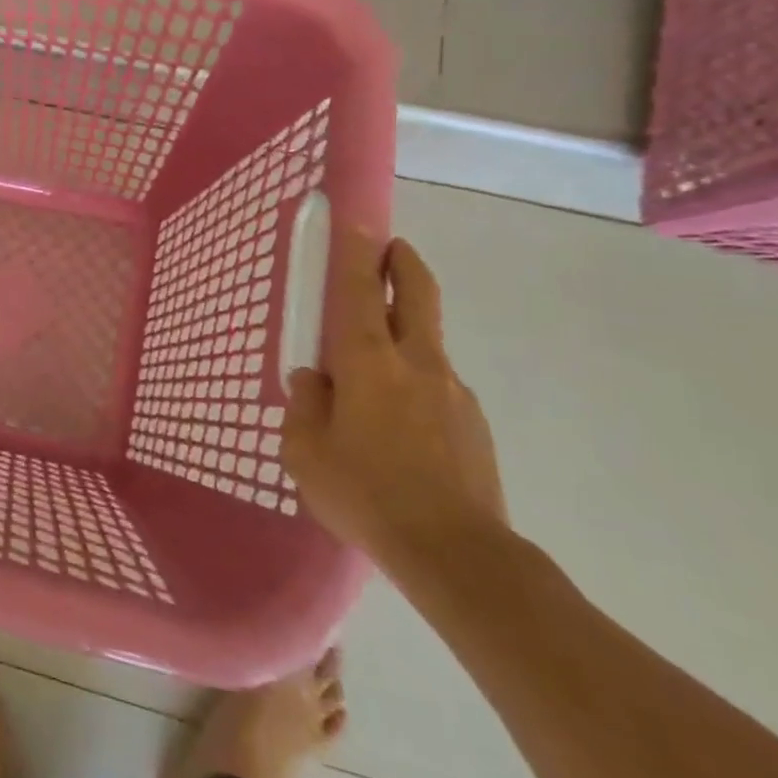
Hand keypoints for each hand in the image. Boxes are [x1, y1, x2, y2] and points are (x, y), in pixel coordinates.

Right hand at [281, 232, 507, 577]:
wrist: (458, 556)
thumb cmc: (366, 495)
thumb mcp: (305, 453)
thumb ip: (304, 406)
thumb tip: (313, 380)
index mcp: (368, 363)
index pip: (361, 292)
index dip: (356, 253)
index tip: (357, 222)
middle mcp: (416, 364)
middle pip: (417, 296)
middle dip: (403, 263)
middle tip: (390, 247)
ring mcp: (452, 392)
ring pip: (424, 344)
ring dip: (403, 334)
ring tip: (370, 376)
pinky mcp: (473, 424)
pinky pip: (434, 387)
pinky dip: (412, 384)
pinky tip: (397, 428)